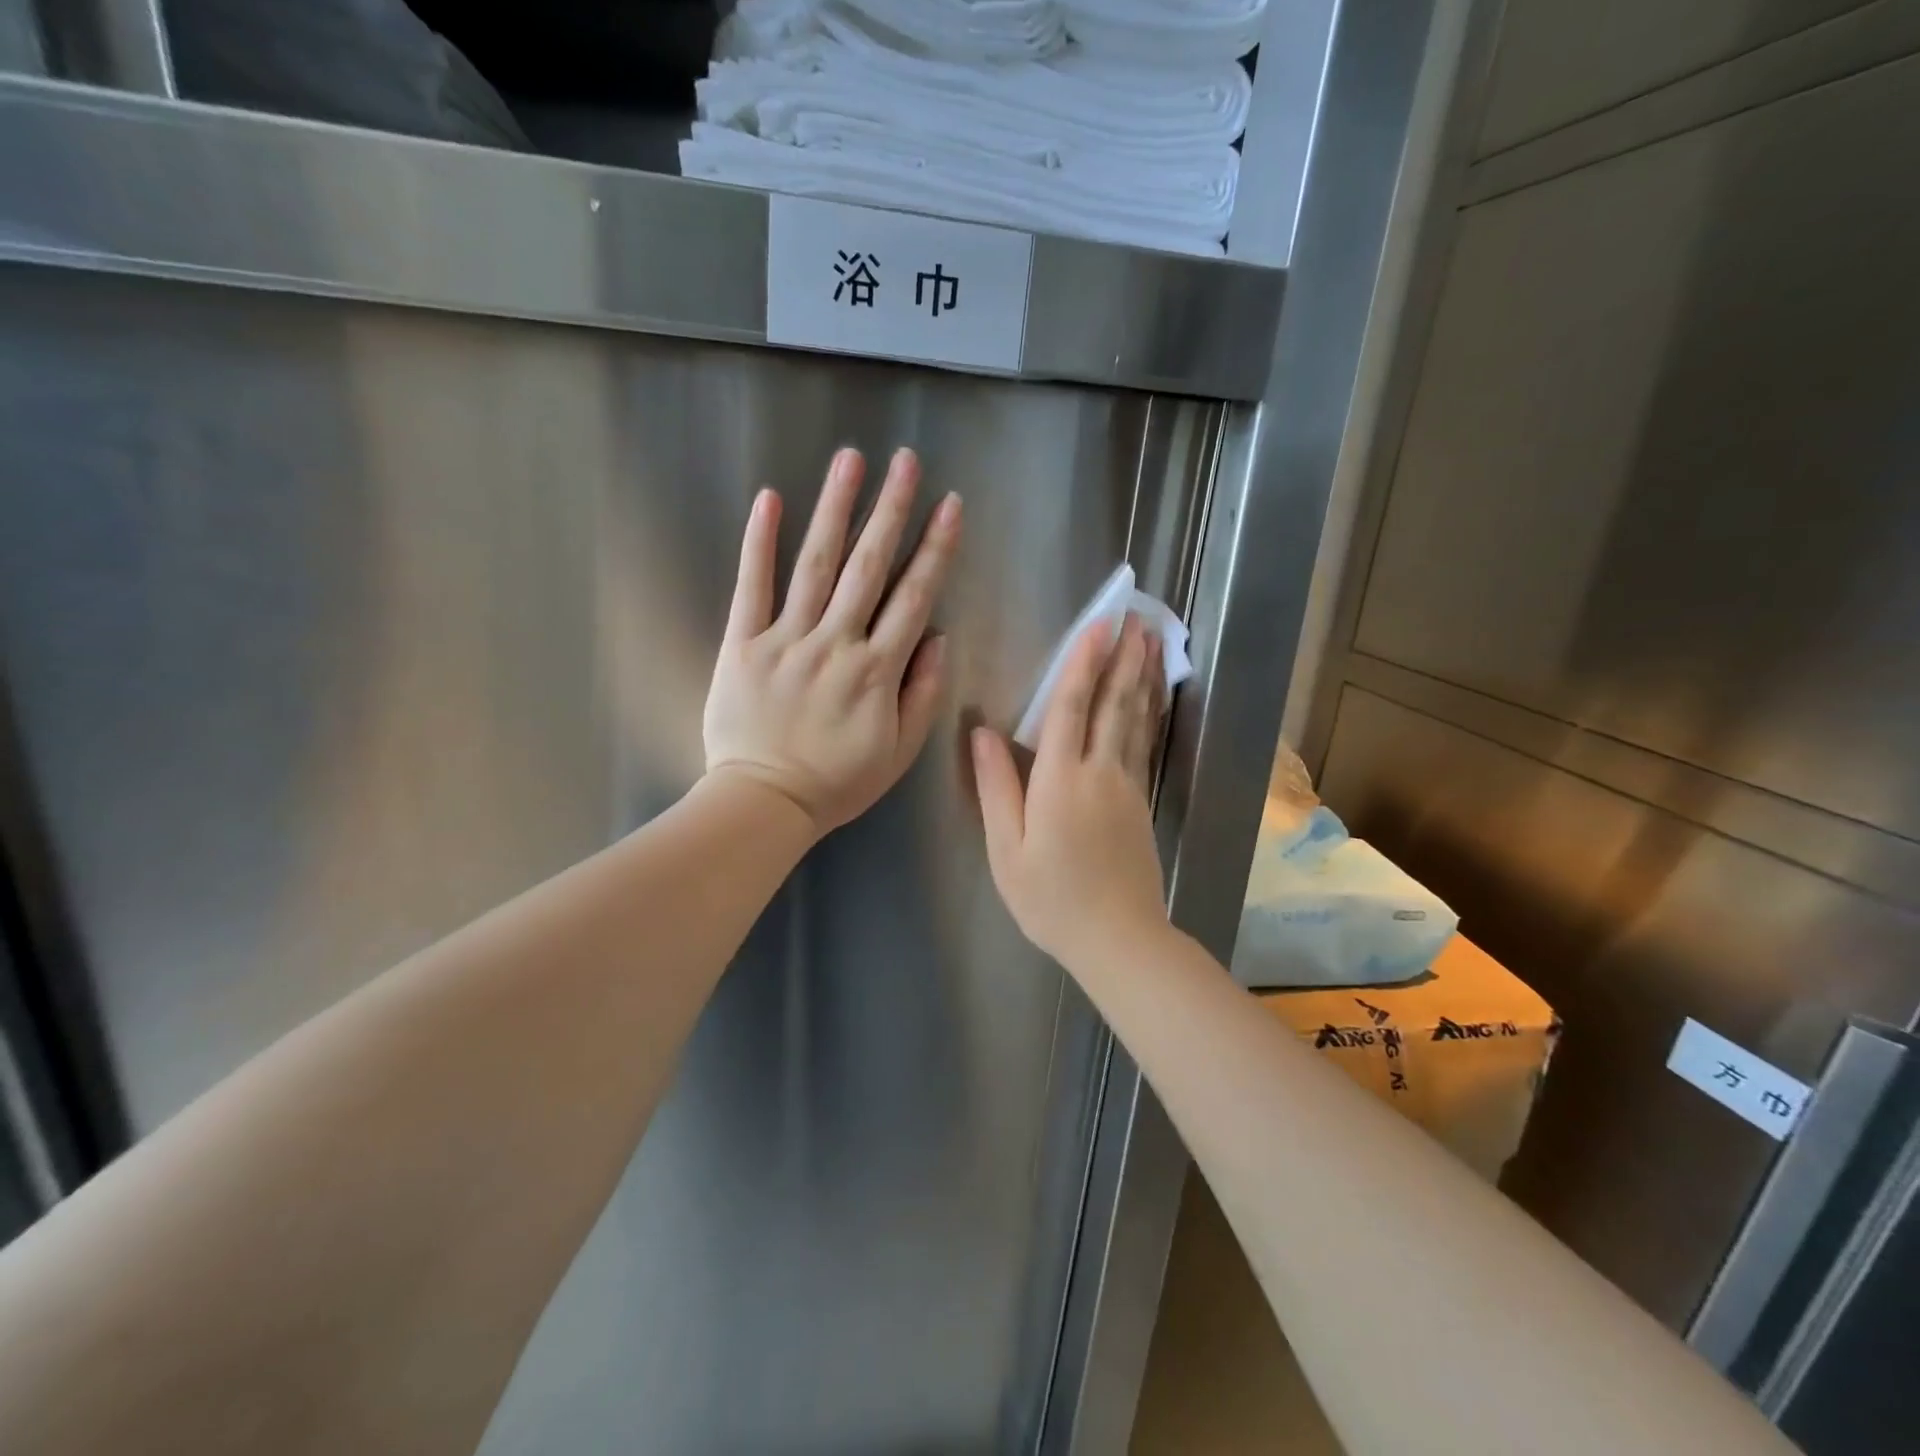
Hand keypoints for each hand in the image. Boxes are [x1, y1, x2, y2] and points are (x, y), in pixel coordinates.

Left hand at [703, 447, 961, 836]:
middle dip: (890, 510)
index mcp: (877, 671)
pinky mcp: (743, 644)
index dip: (935, 549)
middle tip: (905, 461)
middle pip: (868, 567)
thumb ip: (922, 694)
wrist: (764, 802)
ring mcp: (786, 639)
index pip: (913, 597)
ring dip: (835, 509)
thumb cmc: (837, 782)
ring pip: (816, 565)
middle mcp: (836, 644)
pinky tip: (769, 500)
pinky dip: (759, 543)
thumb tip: (938, 637)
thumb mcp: (899, 752)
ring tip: (850, 460)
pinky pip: (752, 587)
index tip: (949, 506)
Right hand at [972, 613, 1168, 970]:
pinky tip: (1152, 697)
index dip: (1082, 663)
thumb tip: (981, 733)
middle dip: (1123, 657)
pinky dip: (1149, 712)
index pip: (1071, 708)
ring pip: (1135, 719)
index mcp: (1059, 780)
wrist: (1118, 938)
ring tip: (1151, 641)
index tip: (1097, 626)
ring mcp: (1127, 786)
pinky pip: (1144, 744)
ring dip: (1141, 676)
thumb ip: (997, 788)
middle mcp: (1099, 772)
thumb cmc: (1050, 899)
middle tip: (1136, 617)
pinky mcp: (1141, 802)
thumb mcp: (1006, 849)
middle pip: (1113, 703)